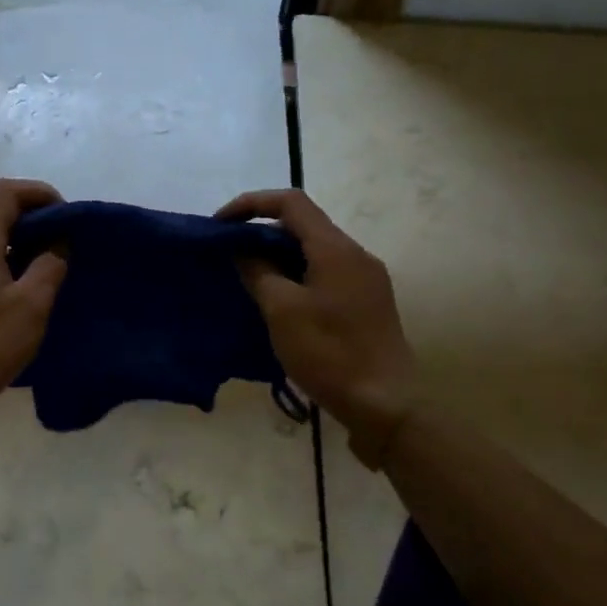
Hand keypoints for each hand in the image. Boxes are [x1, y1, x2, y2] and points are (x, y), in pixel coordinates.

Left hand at [0, 178, 67, 411]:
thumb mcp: (32, 305)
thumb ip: (50, 266)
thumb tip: (57, 244)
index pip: (6, 192)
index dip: (39, 193)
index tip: (65, 217)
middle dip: (35, 222)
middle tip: (65, 248)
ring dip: (22, 248)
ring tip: (48, 275)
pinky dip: (6, 269)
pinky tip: (22, 299)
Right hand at [217, 188, 420, 466]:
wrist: (385, 404)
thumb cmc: (329, 353)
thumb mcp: (281, 311)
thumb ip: (258, 272)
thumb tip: (244, 250)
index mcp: (336, 249)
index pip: (291, 202)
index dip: (251, 204)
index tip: (221, 224)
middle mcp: (356, 255)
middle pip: (304, 225)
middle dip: (262, 232)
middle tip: (230, 255)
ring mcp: (366, 279)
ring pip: (315, 251)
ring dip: (279, 256)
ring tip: (249, 278)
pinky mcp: (368, 303)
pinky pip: (326, 274)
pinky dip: (297, 275)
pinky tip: (280, 302)